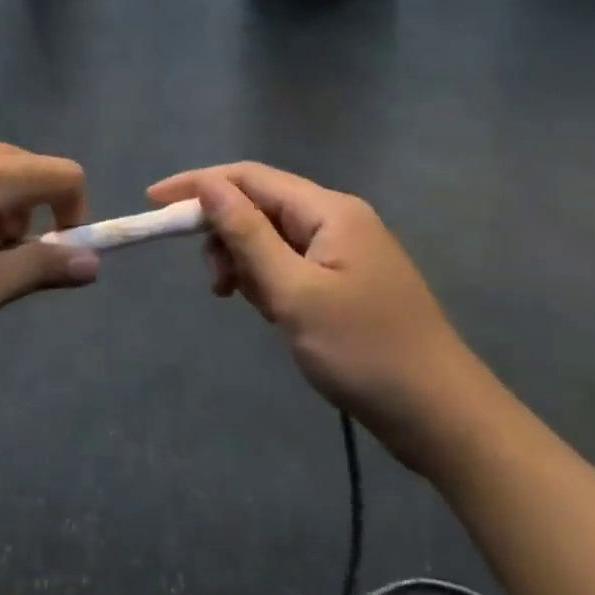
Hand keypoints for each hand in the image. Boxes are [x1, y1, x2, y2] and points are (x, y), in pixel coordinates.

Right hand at [147, 163, 487, 468]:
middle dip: (225, 235)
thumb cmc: (364, 351)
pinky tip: (269, 312)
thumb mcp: (294, 293)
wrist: (441, 416)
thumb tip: (209, 187)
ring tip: (243, 302)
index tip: (153, 202)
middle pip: (261, 207)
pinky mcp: (346, 282)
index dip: (198, 185)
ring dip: (246, 263)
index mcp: (329, 211)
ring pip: (273, 239)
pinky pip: (291, 265)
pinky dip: (269, 281)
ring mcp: (344, 252)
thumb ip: (248, 236)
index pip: (249, 178)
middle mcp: (337, 220)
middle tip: (214, 284)